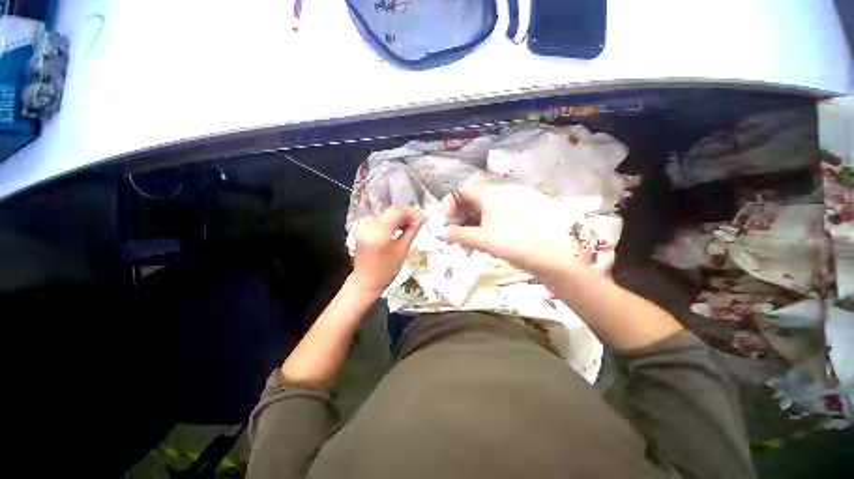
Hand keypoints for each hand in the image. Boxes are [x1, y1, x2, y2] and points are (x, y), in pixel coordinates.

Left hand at [350, 204, 423, 295]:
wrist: (366, 280)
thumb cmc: (387, 269)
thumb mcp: (402, 250)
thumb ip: (412, 231)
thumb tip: (422, 218)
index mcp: (380, 232)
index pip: (397, 212)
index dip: (411, 212)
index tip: (421, 216)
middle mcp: (369, 225)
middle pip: (391, 212)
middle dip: (406, 214)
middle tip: (418, 220)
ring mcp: (364, 226)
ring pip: (386, 215)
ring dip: (399, 218)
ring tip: (410, 225)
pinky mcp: (362, 228)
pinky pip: (379, 219)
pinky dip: (390, 221)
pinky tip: (398, 227)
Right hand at [440, 180, 578, 277]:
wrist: (541, 255)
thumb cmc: (510, 242)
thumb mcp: (480, 238)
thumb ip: (458, 235)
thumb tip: (442, 233)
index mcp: (487, 198)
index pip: (462, 192)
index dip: (451, 205)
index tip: (447, 222)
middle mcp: (492, 202)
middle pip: (466, 207)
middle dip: (457, 223)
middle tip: (452, 239)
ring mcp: (497, 214)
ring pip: (474, 218)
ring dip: (465, 232)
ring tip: (465, 250)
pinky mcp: (502, 226)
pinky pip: (482, 226)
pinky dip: (475, 236)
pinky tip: (474, 250)